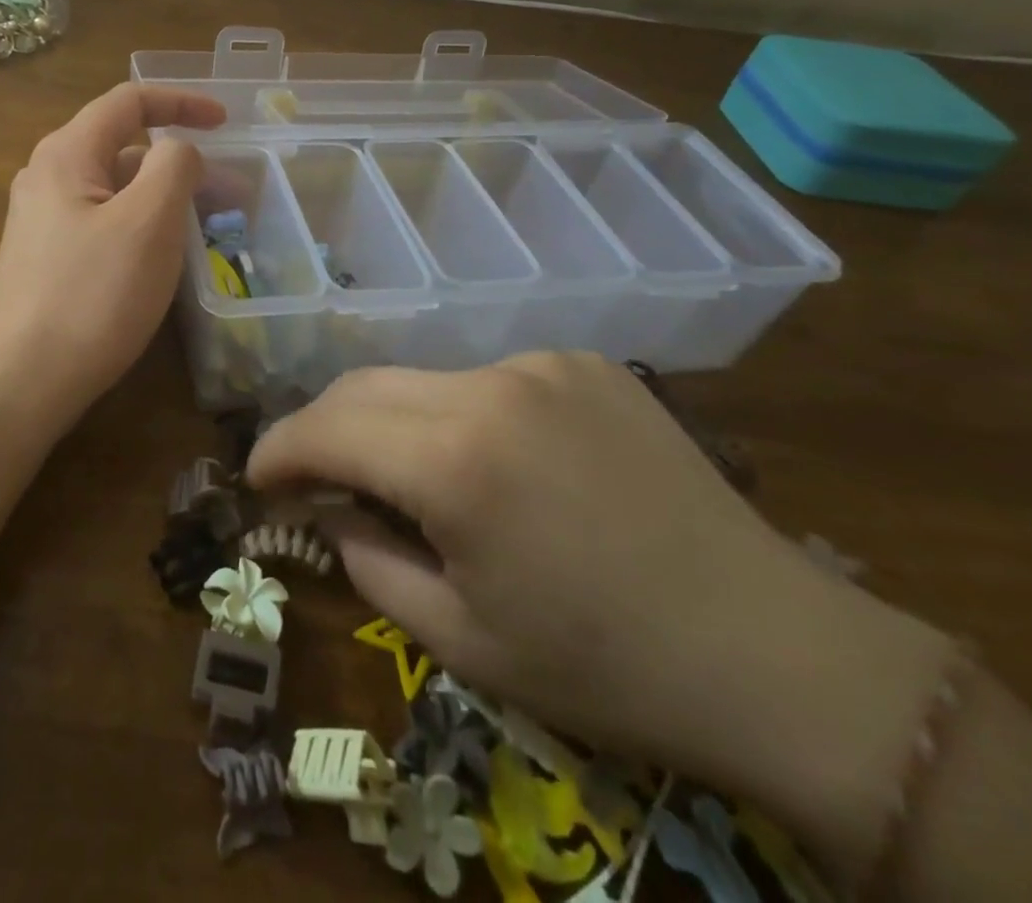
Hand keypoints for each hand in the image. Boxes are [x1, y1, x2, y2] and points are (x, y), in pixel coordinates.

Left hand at [0, 83, 225, 424]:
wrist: (25, 377)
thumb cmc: (93, 294)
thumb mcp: (149, 221)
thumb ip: (174, 165)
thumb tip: (178, 150)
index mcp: (67, 153)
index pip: (129, 101)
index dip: (182, 101)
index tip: (227, 122)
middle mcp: (48, 176)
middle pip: (125, 147)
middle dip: (182, 163)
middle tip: (232, 195)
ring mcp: (44, 219)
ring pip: (117, 189)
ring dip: (165, 197)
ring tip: (209, 228)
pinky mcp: (48, 256)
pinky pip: (105, 222)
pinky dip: (143, 224)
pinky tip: (166, 257)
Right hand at [246, 354, 953, 838]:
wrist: (775, 653)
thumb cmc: (605, 667)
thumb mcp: (460, 638)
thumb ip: (368, 561)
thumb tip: (330, 509)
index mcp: (454, 461)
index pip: (324, 429)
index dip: (276, 450)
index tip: (256, 478)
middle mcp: (488, 386)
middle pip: (362, 386)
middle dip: (322, 428)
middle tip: (313, 476)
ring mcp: (540, 364)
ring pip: (421, 379)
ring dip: (392, 423)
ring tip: (410, 479)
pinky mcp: (582, 363)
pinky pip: (485, 380)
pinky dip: (458, 415)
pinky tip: (495, 464)